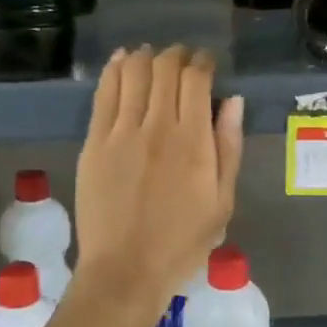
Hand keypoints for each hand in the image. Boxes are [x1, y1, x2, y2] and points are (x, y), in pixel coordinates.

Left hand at [74, 46, 243, 309]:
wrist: (125, 271)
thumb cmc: (182, 243)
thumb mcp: (222, 202)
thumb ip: (228, 147)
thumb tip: (232, 101)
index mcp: (193, 141)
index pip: (197, 80)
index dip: (203, 62)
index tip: (206, 62)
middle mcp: (158, 127)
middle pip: (165, 69)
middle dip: (176, 55)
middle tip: (181, 58)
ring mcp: (121, 132)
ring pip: (133, 73)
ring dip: (145, 56)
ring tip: (151, 55)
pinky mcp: (94, 142)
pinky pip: (104, 94)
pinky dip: (114, 70)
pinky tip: (121, 61)